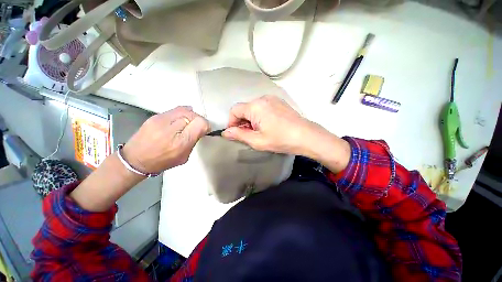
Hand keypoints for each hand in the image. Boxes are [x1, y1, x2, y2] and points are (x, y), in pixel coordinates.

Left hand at [122, 106, 209, 173]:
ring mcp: (162, 120)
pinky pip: (175, 109)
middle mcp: (172, 129)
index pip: (200, 123)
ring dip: (191, 115)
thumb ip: (194, 141)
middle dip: (199, 120)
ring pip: (185, 110)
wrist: (135, 159)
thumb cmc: (163, 161)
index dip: (205, 125)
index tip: (204, 130)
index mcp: (181, 142)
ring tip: (189, 122)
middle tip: (197, 127)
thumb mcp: (184, 157)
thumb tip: (201, 129)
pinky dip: (183, 112)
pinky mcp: (155, 116)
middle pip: (194, 115)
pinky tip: (182, 118)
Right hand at [222, 95, 318, 154]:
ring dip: (251, 119)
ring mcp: (272, 99)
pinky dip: (260, 116)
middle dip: (242, 122)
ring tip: (259, 131)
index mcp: (255, 107)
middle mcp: (262, 98)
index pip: (234, 110)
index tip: (236, 134)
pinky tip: (268, 125)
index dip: (232, 122)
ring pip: (253, 108)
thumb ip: (239, 135)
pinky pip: (263, 107)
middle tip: (249, 135)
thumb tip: (225, 132)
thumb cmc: (281, 139)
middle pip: (244, 109)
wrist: (306, 135)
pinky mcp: (279, 102)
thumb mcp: (257, 141)